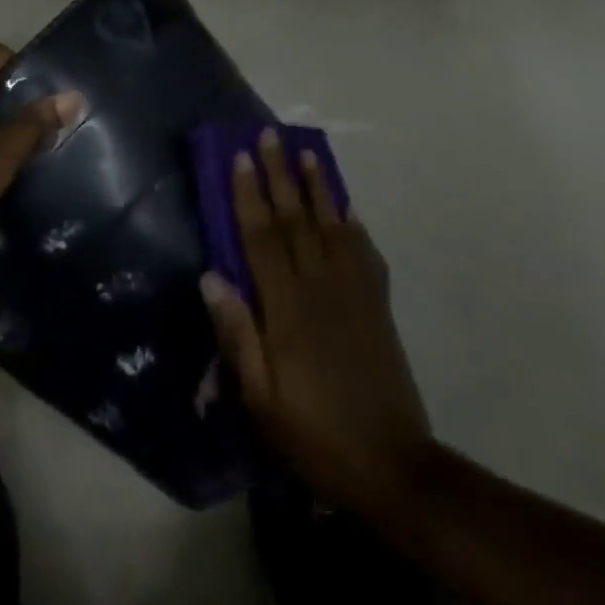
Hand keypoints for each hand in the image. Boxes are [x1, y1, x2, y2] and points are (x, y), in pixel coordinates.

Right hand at [202, 129, 434, 532]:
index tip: (239, 156)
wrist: (394, 469)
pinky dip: (354, 226)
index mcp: (287, 308)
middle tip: (270, 135)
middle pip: (296, 219)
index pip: (261, 237)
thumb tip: (211, 275)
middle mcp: (321, 288)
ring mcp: (354, 295)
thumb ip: (237, 333)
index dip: (248, 194)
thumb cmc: (314, 435)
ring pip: (333, 227)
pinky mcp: (377, 308)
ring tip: (308, 153)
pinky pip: (364, 254)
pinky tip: (347, 209)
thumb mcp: (260, 399)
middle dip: (280, 173)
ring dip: (319, 187)